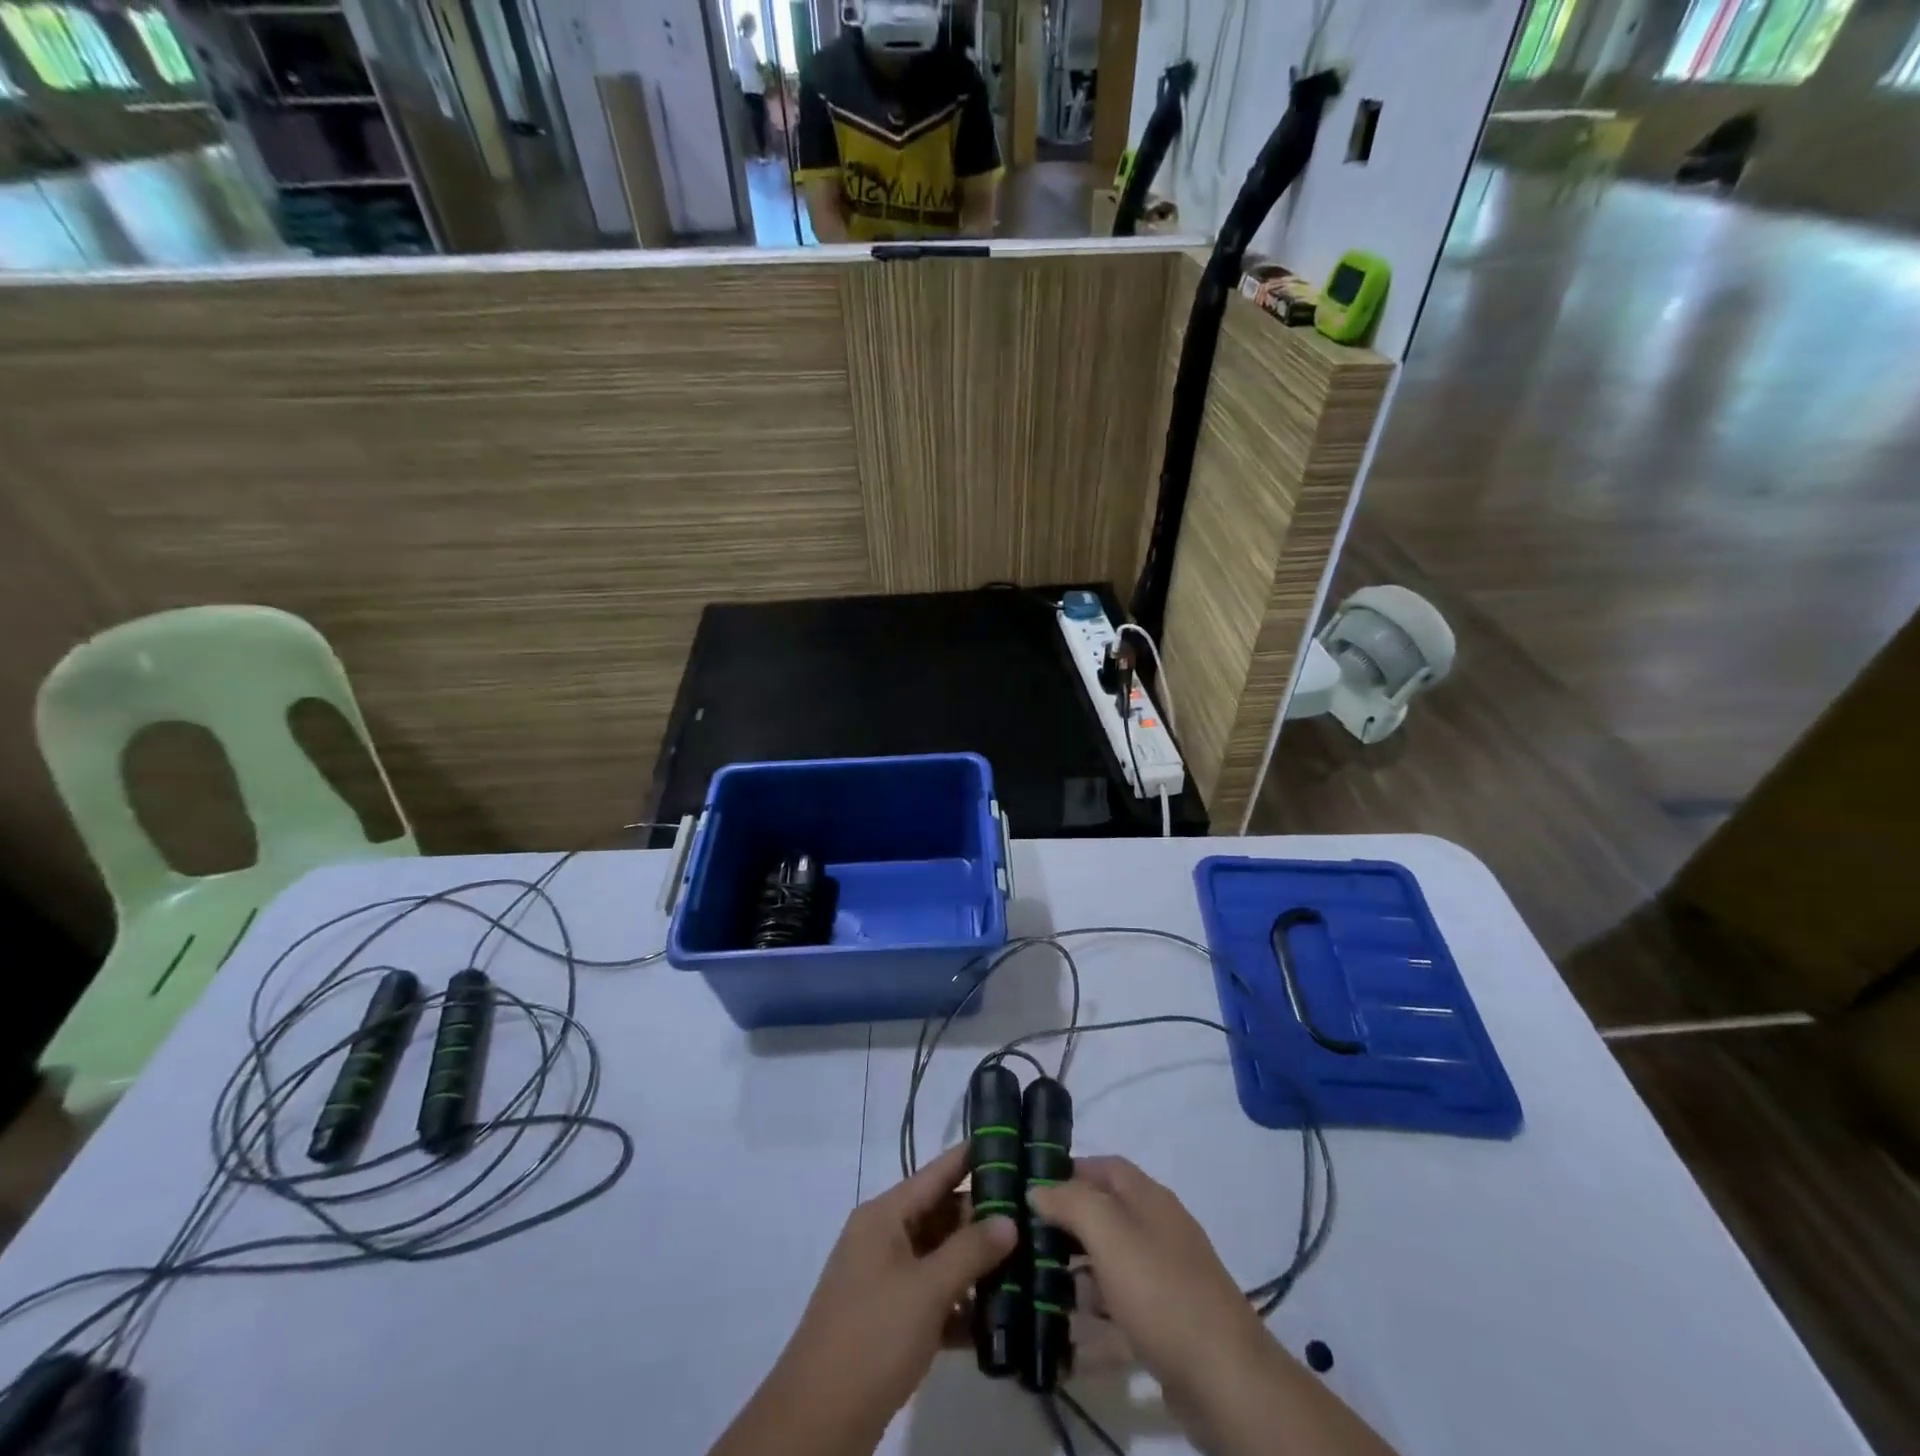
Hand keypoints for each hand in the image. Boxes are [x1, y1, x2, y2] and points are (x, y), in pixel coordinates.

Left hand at [710, 1144, 1015, 1455]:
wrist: (817, 1421)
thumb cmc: (872, 1336)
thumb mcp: (927, 1290)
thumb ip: (970, 1251)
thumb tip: (1010, 1219)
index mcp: (885, 1216)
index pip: (936, 1172)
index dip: (973, 1157)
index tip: (1014, 1145)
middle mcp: (884, 1238)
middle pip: (941, 1214)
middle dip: (984, 1218)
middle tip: (1034, 1216)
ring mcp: (885, 1280)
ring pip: (940, 1257)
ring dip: (977, 1264)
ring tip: (1028, 1263)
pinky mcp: (890, 1320)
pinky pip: (933, 1297)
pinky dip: (961, 1304)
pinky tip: (999, 1318)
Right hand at [1032, 1156, 1270, 1407]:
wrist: (1228, 1383)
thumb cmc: (1163, 1294)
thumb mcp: (1111, 1236)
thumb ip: (1072, 1203)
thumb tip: (1038, 1188)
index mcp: (1150, 1200)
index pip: (1104, 1167)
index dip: (1068, 1171)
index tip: (1028, 1188)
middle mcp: (1158, 1233)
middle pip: (1104, 1218)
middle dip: (1064, 1229)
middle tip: (1022, 1244)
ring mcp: (1163, 1283)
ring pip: (1108, 1270)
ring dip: (1073, 1280)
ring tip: (1032, 1294)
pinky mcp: (1165, 1330)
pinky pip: (1118, 1319)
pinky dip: (1092, 1330)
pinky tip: (1062, 1348)